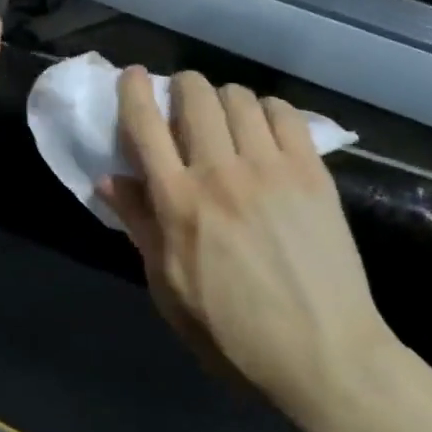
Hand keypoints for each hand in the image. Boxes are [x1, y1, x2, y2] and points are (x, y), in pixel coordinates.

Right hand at [97, 68, 419, 424]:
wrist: (323, 353)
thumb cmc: (233, 334)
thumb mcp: (169, 289)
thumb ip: (140, 227)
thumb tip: (109, 179)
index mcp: (178, 204)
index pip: (144, 126)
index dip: (133, 91)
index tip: (132, 77)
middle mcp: (221, 173)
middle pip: (194, 95)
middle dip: (181, 86)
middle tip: (181, 102)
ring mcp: (271, 168)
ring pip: (238, 97)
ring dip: (222, 98)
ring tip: (224, 119)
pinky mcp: (312, 172)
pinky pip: (284, 113)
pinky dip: (266, 109)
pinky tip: (264, 128)